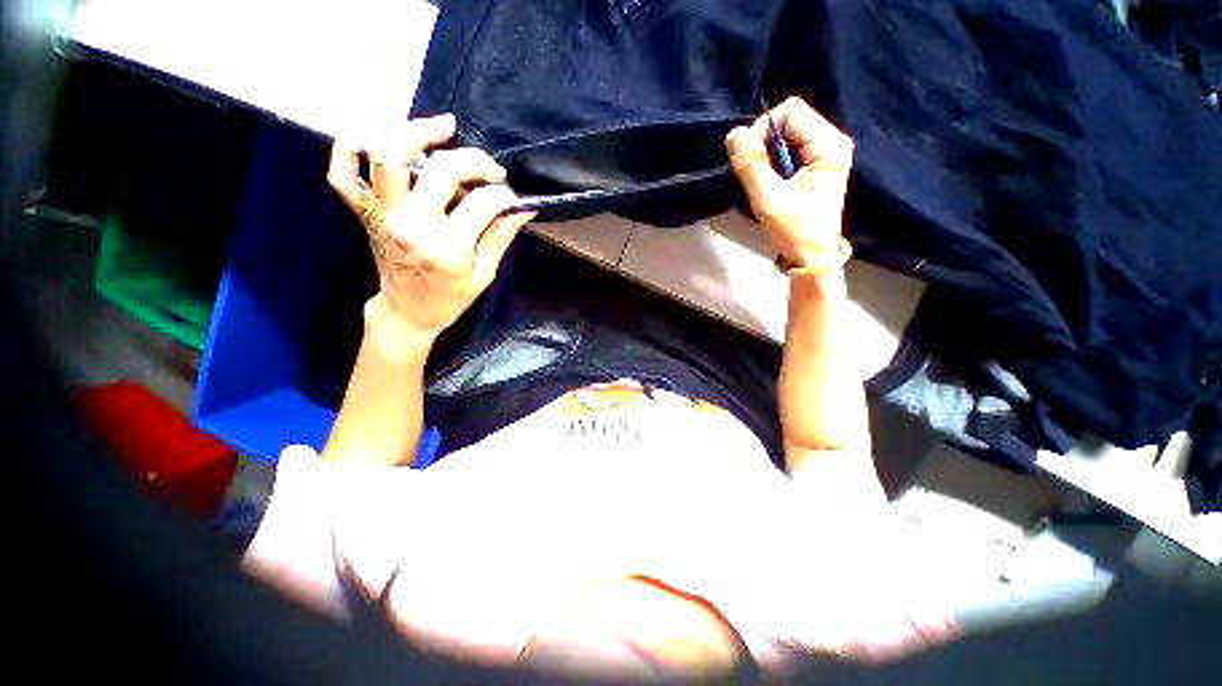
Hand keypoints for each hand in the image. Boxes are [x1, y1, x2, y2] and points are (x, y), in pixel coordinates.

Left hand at [327, 115, 535, 338]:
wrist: (408, 311)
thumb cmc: (451, 298)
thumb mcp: (484, 274)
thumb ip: (501, 237)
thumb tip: (523, 208)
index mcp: (448, 249)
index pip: (482, 204)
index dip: (502, 194)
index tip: (509, 197)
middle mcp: (411, 226)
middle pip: (441, 171)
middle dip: (474, 161)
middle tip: (491, 168)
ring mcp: (382, 216)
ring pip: (387, 157)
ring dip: (415, 132)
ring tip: (444, 126)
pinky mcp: (365, 213)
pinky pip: (342, 174)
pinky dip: (347, 147)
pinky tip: (371, 131)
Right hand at [725, 97, 853, 268]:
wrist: (812, 256)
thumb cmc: (793, 229)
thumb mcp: (767, 197)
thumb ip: (750, 164)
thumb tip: (734, 133)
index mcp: (828, 145)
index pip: (790, 110)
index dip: (763, 129)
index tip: (751, 159)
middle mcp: (833, 141)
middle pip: (791, 120)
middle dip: (765, 142)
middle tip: (756, 173)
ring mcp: (828, 153)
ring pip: (789, 134)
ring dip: (769, 154)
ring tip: (764, 181)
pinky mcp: (821, 165)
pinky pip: (793, 149)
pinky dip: (776, 161)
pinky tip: (772, 182)